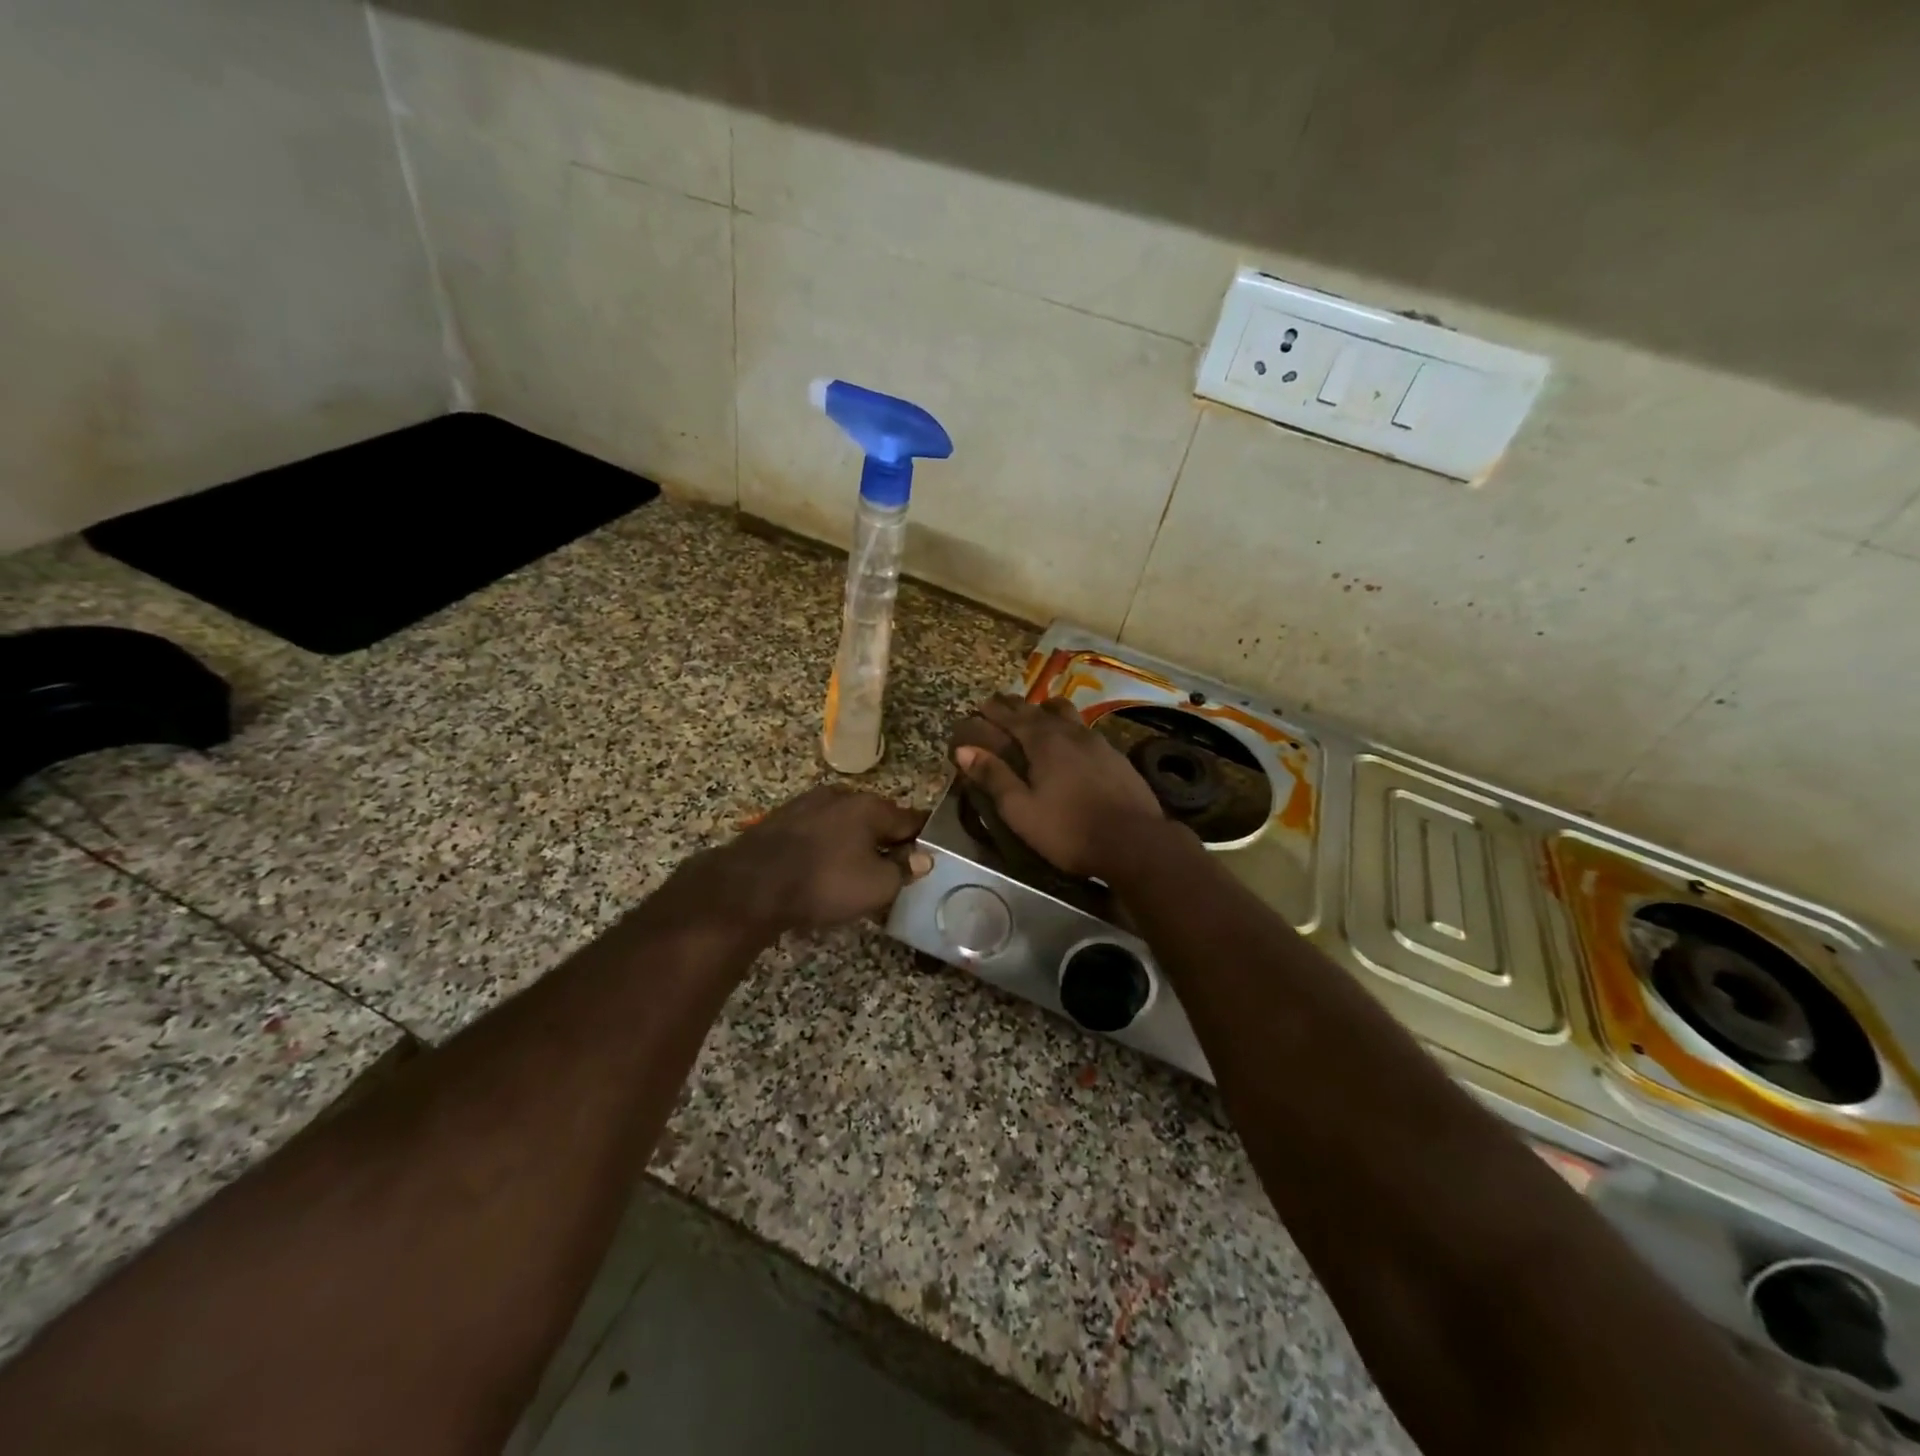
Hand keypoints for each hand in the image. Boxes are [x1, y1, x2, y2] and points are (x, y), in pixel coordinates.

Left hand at [678, 783, 930, 936]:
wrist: (750, 885)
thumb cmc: (824, 883)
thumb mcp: (877, 886)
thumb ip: (903, 870)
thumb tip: (923, 858)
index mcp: (870, 806)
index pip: (911, 818)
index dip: (924, 837)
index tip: (931, 852)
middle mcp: (841, 795)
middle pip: (876, 818)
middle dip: (886, 840)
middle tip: (893, 868)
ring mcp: (808, 803)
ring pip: (845, 823)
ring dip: (855, 842)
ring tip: (857, 870)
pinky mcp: (782, 818)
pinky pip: (819, 831)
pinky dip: (828, 845)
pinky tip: (824, 866)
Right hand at [952, 694, 1164, 879]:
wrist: (1135, 841)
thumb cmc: (1069, 830)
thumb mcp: (1021, 810)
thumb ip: (994, 777)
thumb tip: (964, 751)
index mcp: (1044, 741)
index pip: (1013, 716)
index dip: (994, 710)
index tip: (981, 705)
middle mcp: (1070, 732)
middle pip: (1039, 709)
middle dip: (1017, 706)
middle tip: (1002, 705)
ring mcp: (1097, 742)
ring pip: (1067, 714)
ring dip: (1047, 711)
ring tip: (1038, 717)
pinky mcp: (1116, 756)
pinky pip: (1085, 730)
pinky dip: (1068, 729)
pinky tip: (1071, 745)